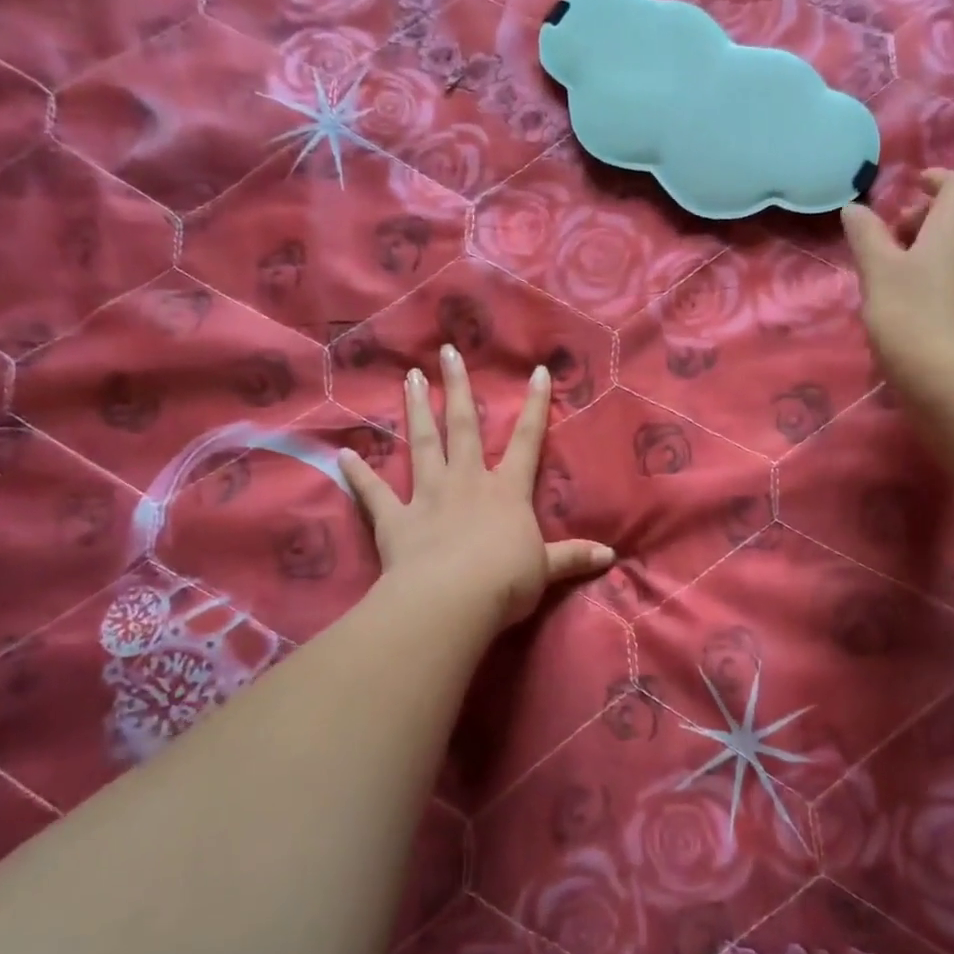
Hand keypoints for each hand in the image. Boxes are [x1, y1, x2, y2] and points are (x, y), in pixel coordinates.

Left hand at [337, 346, 614, 632]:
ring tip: (410, 378)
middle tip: (446, 352)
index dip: (534, 406)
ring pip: (422, 444)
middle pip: (463, 426)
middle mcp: (467, 482)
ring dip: (416, 411)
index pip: (526, 440)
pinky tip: (343, 456)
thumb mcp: (546, 569)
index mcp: (506, 490)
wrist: (452, 600)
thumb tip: (611, 556)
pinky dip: (358, 476)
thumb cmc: (505, 581)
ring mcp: (429, 496)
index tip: (536, 371)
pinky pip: (374, 494)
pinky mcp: (396, 520)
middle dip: (458, 388)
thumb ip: (574, 557)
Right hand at [841, 169, 953, 390]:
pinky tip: (912, 304)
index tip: (910, 186)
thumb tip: (855, 208)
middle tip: (888, 239)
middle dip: (922, 219)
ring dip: (928, 250)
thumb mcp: (877, 272)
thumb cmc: (910, 316)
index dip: (934, 180)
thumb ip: (865, 235)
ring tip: (893, 275)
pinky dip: (938, 276)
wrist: (953, 381)